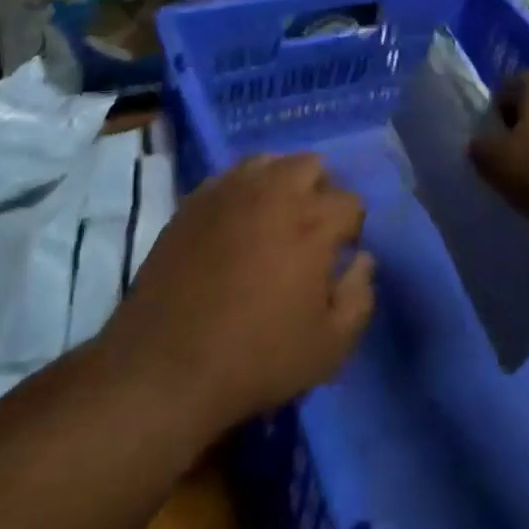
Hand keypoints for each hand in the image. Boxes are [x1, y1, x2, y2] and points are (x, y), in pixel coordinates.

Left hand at [107, 153, 374, 431]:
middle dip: (321, 190)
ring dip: (282, 181)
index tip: (341, 254)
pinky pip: (229, 177)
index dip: (352, 228)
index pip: (351, 201)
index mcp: (313, 223)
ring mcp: (228, 192)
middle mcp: (273, 193)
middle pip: (311, 164)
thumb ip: (359, 296)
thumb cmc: (258, 358)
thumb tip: (362, 260)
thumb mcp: (331, 345)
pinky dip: (244, 189)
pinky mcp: (193, 203)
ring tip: (275, 217)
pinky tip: (238, 222)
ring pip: (268, 161)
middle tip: (312, 229)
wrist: (167, 367)